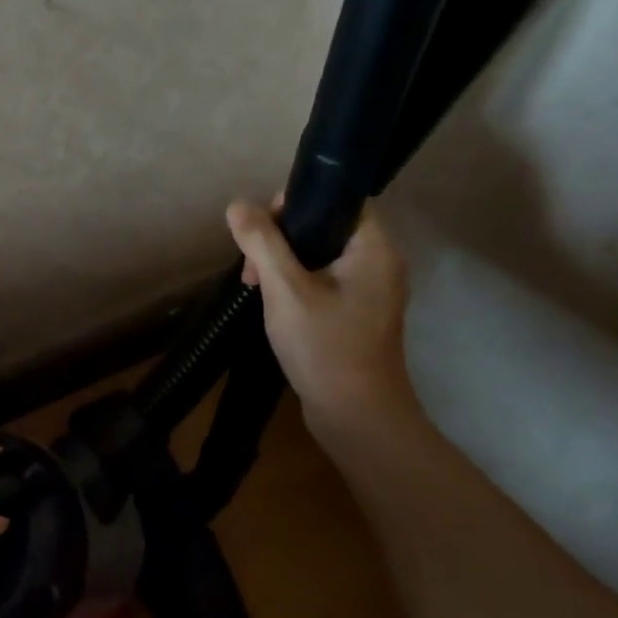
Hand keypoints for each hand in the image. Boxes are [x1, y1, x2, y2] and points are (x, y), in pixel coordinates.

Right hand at [226, 198, 419, 434]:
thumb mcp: (285, 290)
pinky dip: (297, 283)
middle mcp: (379, 263)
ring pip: (320, 255)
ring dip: (284, 263)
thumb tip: (238, 205)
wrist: (357, 418)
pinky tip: (273, 303)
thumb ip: (262, 243)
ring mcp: (371, 291)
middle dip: (281, 238)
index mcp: (374, 248)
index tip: (262, 226)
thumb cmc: (325, 347)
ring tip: (254, 287)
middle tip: (251, 267)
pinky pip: (324, 280)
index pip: (338, 199)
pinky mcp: (358, 314)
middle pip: (325, 226)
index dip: (298, 202)